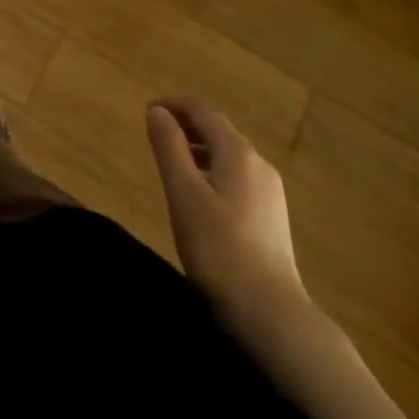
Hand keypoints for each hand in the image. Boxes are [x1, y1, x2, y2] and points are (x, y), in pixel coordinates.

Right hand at [146, 99, 305, 315]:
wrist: (271, 314)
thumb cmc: (219, 248)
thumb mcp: (183, 193)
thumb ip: (169, 147)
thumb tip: (157, 111)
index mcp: (238, 153)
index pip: (203, 110)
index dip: (174, 104)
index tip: (147, 111)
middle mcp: (259, 164)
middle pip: (219, 129)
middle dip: (186, 124)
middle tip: (154, 134)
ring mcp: (270, 192)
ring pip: (229, 154)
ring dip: (198, 148)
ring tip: (171, 162)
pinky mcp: (271, 216)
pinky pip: (237, 176)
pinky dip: (212, 169)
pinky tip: (199, 194)